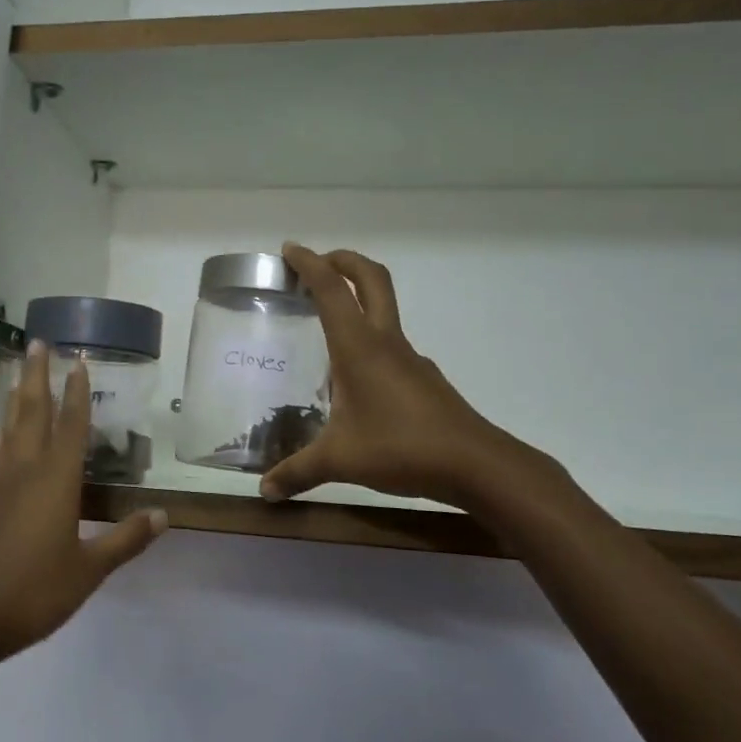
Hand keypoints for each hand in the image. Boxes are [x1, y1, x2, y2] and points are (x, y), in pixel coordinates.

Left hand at [0, 342, 167, 663]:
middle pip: (33, 413)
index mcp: (56, 481)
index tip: (79, 360)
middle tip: (37, 343)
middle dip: (38, 377)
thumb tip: (164, 516)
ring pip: (9, 430)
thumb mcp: (88, 570)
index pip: (71, 426)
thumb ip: (125, 540)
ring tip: (17, 375)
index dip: (77, 392)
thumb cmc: (33, 592)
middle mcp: (25, 472)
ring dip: (16, 399)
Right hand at [259, 244, 564, 510]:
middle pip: (371, 279)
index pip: (331, 290)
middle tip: (316, 263)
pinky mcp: (423, 378)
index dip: (310, 264)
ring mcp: (410, 359)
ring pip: (384, 310)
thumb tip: (264, 491)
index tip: (290, 250)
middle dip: (343, 261)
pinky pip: (390, 344)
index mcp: (359, 348)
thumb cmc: (402, 449)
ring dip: (357, 299)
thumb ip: (298, 472)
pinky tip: (355, 378)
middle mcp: (386, 342)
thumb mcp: (340, 461)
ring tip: (325, 325)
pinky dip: (369, 339)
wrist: (476, 465)